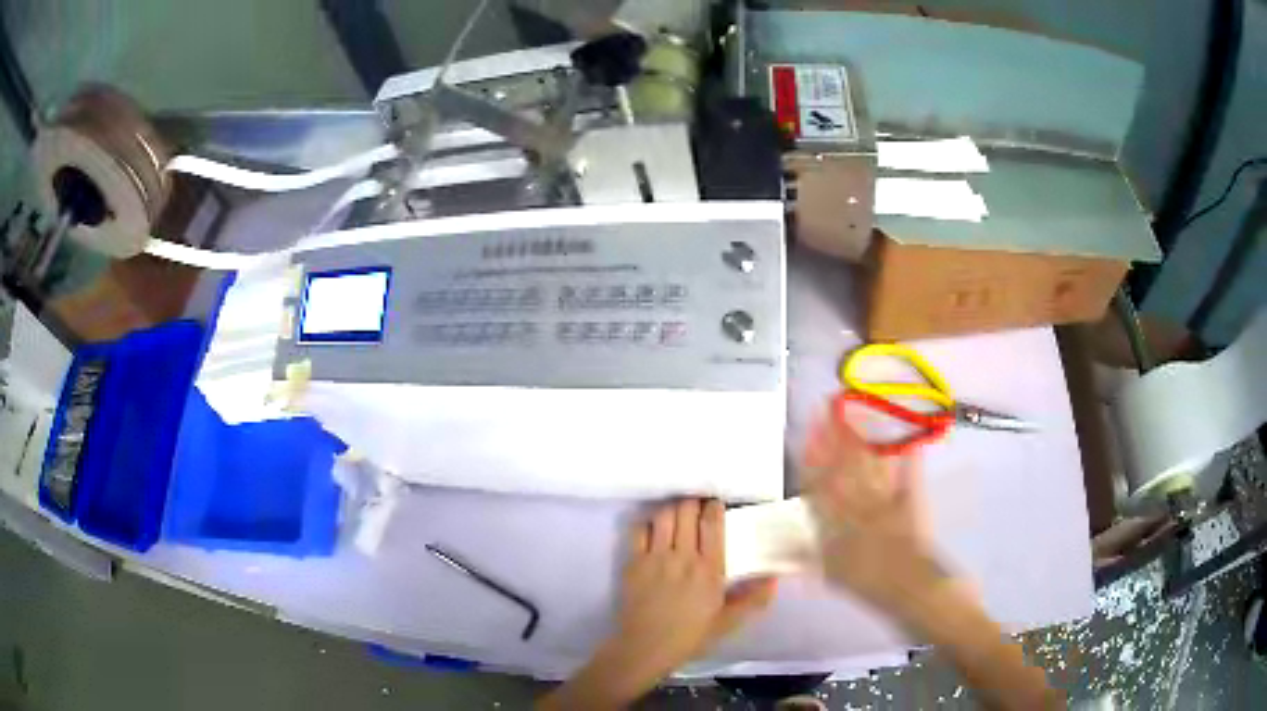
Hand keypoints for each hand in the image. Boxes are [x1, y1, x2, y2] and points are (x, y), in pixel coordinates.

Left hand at [614, 499, 776, 678]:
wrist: (646, 647)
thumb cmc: (690, 636)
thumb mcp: (727, 621)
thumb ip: (753, 598)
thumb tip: (775, 577)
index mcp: (709, 570)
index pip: (712, 524)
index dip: (714, 507)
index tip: (716, 505)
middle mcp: (683, 557)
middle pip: (686, 511)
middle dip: (693, 503)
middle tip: (696, 506)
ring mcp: (655, 557)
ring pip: (664, 516)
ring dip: (672, 509)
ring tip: (677, 514)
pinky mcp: (634, 562)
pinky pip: (640, 530)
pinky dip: (648, 524)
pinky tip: (654, 529)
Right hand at [803, 415, 945, 617]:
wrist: (911, 592)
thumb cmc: (869, 588)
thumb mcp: (830, 575)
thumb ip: (803, 555)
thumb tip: (775, 542)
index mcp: (837, 524)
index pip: (820, 485)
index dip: (813, 457)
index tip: (808, 432)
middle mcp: (859, 506)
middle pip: (844, 468)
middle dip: (834, 437)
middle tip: (827, 408)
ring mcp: (887, 501)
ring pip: (871, 466)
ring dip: (862, 439)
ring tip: (854, 413)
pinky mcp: (912, 501)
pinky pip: (908, 476)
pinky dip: (908, 457)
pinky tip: (904, 437)